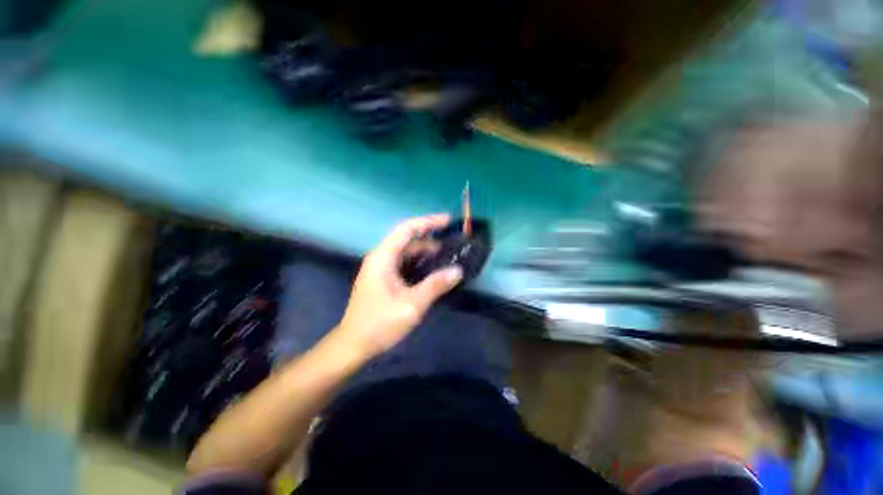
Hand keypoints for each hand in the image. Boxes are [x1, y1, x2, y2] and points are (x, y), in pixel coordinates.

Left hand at [334, 214, 462, 358]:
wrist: (354, 344)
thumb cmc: (380, 323)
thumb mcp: (412, 304)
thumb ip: (435, 285)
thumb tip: (457, 270)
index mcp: (383, 257)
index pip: (406, 229)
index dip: (427, 222)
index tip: (447, 220)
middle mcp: (380, 258)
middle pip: (407, 240)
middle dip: (430, 238)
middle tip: (452, 242)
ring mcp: (381, 268)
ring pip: (406, 252)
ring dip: (425, 251)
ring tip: (447, 255)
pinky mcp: (384, 279)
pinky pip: (404, 263)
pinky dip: (419, 262)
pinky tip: (433, 270)